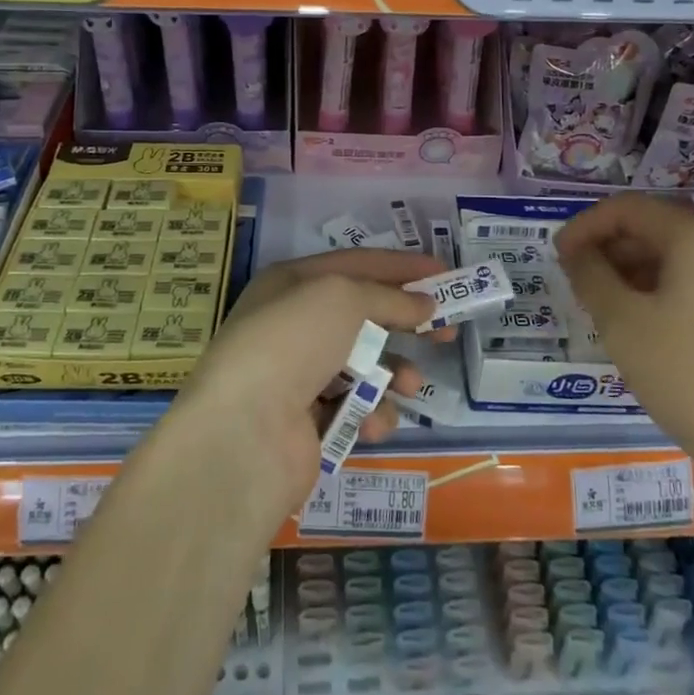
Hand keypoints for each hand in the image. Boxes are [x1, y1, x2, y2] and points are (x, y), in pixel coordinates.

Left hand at [175, 248, 442, 522]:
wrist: (245, 430)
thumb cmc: (294, 341)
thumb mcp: (344, 297)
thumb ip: (389, 297)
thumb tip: (424, 303)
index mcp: (293, 283)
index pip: (357, 264)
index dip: (402, 266)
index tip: (444, 273)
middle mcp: (294, 324)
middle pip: (363, 315)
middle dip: (406, 322)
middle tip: (447, 332)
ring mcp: (298, 375)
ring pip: (363, 365)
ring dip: (393, 373)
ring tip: (409, 385)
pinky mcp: (307, 422)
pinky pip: (354, 408)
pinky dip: (370, 413)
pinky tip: (372, 421)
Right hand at [555, 193, 693, 500]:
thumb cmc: (693, 378)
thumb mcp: (623, 325)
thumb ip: (591, 277)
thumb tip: (577, 252)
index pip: (626, 209)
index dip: (584, 226)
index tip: (558, 259)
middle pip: (654, 231)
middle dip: (609, 251)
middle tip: (578, 288)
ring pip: (677, 262)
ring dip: (634, 276)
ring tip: (608, 314)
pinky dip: (664, 296)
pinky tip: (650, 335)